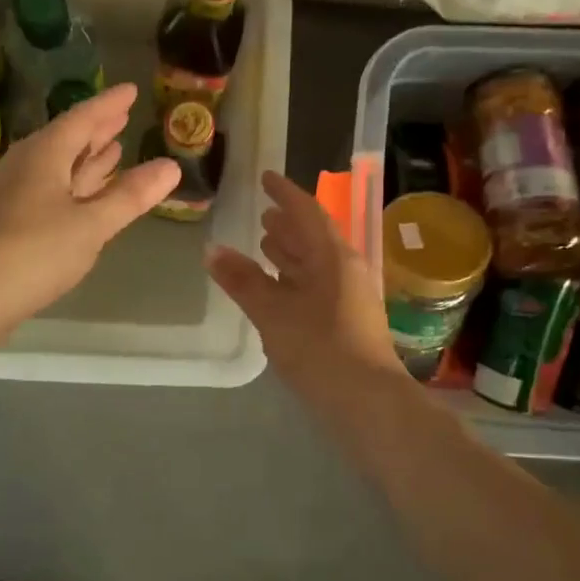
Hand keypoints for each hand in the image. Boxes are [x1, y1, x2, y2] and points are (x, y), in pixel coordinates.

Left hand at [0, 83, 179, 338]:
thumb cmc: (32, 251)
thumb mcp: (91, 224)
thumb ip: (131, 196)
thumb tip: (171, 166)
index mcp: (45, 155)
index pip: (82, 119)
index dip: (109, 105)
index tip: (131, 91)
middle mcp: (25, 167)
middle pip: (66, 140)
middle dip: (96, 130)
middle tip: (122, 117)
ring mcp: (12, 195)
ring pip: (56, 167)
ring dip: (85, 159)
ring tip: (111, 150)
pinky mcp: (6, 223)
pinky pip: (48, 191)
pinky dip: (71, 187)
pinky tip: (79, 198)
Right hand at [206, 170, 409, 404]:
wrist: (368, 403)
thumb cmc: (320, 348)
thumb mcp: (273, 312)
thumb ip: (242, 280)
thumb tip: (211, 249)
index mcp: (334, 257)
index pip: (307, 212)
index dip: (285, 193)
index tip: (265, 178)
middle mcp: (346, 270)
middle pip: (314, 237)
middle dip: (288, 223)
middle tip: (263, 212)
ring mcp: (349, 297)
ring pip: (316, 264)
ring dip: (291, 251)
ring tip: (265, 242)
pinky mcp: (346, 322)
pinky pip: (317, 286)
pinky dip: (294, 278)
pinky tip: (278, 288)